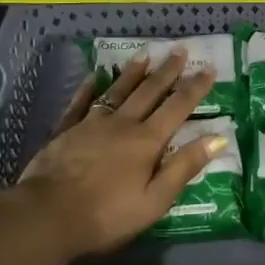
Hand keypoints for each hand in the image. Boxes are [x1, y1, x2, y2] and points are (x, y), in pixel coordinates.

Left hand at [17, 52, 225, 257]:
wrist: (47, 215)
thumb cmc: (107, 215)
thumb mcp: (154, 200)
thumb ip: (184, 167)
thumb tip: (218, 138)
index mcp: (147, 141)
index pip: (177, 108)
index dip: (195, 88)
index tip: (209, 68)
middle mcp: (122, 124)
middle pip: (149, 92)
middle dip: (167, 71)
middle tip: (179, 50)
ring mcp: (91, 124)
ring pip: (117, 91)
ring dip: (132, 73)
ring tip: (144, 54)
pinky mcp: (66, 131)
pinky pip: (80, 103)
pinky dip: (89, 88)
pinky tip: (94, 76)